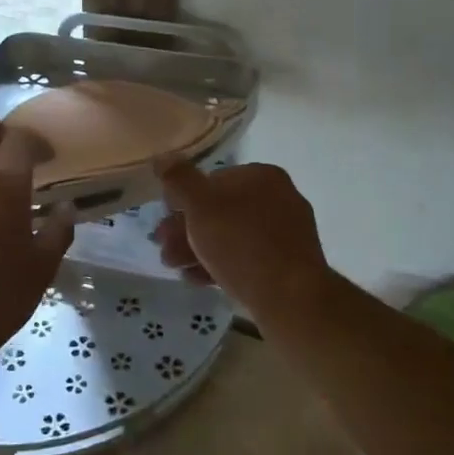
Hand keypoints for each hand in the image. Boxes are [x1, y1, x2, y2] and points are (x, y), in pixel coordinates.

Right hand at [152, 162, 335, 324]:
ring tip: (174, 266)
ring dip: (198, 249)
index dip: (183, 199)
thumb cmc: (242, 243)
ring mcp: (285, 233)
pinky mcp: (287, 265)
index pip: (213, 179)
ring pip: (231, 236)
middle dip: (186, 229)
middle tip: (163, 247)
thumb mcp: (200, 205)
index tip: (163, 218)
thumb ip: (179, 179)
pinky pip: (247, 258)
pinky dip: (220, 264)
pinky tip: (197, 279)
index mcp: (262, 176)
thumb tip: (163, 156)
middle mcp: (279, 199)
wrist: (290, 298)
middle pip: (220, 210)